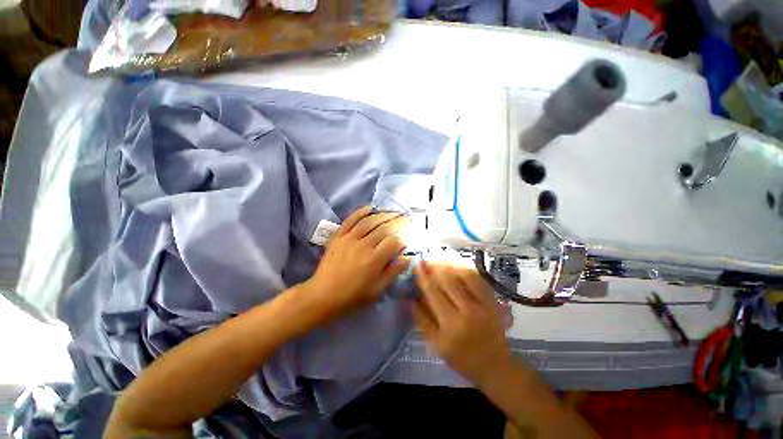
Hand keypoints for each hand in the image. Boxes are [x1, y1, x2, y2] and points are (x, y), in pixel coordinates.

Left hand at [302, 206, 410, 320]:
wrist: (323, 295)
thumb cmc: (353, 296)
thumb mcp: (377, 290)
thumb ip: (393, 272)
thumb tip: (407, 258)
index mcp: (374, 260)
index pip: (393, 242)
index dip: (403, 239)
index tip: (407, 240)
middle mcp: (363, 245)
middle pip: (384, 228)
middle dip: (398, 222)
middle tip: (406, 219)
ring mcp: (349, 238)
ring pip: (369, 221)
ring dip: (383, 215)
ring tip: (393, 213)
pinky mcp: (338, 236)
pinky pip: (350, 220)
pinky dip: (360, 212)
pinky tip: (370, 207)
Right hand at [413, 260, 512, 384]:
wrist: (495, 366)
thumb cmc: (462, 358)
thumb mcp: (437, 345)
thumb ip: (422, 320)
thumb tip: (410, 299)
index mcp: (450, 325)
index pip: (433, 292)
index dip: (423, 276)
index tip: (416, 265)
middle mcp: (467, 311)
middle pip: (448, 280)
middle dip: (434, 266)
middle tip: (426, 259)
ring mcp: (483, 305)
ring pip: (464, 276)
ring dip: (449, 265)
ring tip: (439, 259)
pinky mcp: (493, 302)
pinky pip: (478, 279)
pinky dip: (466, 269)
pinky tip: (457, 265)